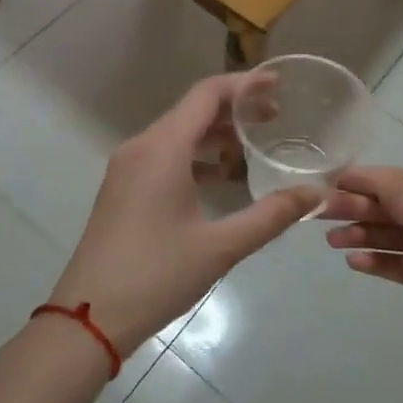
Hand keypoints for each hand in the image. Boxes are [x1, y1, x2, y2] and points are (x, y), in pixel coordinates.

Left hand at [46, 74, 322, 359]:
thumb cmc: (155, 275)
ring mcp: (127, 168)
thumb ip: (271, 216)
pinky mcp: (123, 189)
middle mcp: (141, 147)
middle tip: (276, 116)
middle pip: (192, 111)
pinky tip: (222, 178)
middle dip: (235, 109)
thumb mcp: (220, 247)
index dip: (244, 84)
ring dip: (215, 134)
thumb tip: (315, 194)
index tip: (278, 84)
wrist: (88, 318)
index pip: (206, 94)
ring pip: (177, 134)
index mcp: (162, 148)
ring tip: (255, 143)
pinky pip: (164, 156)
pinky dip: (195, 156)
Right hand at [324, 168, 402, 402]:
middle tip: (321, 215)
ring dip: (366, 236)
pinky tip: (355, 264)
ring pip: (399, 237)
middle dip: (362, 208)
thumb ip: (400, 198)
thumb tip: (372, 174)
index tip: (329, 182)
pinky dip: (381, 262)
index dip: (367, 180)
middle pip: (399, 207)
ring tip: (332, 243)